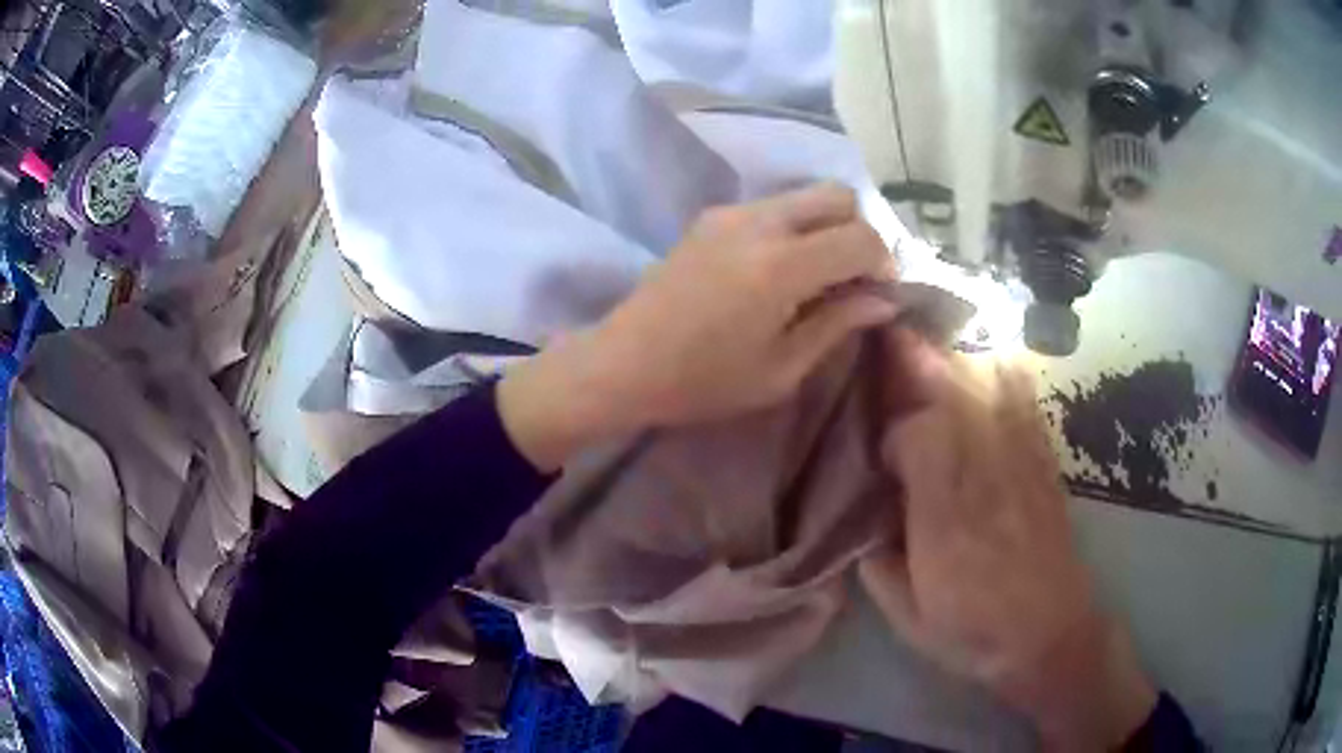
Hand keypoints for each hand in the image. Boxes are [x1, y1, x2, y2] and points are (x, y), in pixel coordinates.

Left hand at [499, 183, 897, 470]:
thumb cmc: (703, 381)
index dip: (884, 262)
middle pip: (837, 194)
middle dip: (860, 230)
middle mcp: (760, 222)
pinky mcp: (711, 217)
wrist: (623, 364)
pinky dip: (795, 227)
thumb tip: (883, 299)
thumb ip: (837, 323)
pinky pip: (772, 207)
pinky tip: (780, 269)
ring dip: (826, 226)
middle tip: (855, 276)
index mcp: (781, 264)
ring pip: (804, 196)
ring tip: (820, 275)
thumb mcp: (781, 368)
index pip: (860, 237)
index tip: (882, 292)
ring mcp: (731, 212)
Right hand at [860, 349, 1156, 749]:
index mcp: (944, 521)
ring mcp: (1021, 467)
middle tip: (894, 334)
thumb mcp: (908, 619)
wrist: (1050, 637)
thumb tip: (861, 523)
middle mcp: (984, 479)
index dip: (894, 430)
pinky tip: (998, 361)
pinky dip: (1010, 377)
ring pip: (990, 392)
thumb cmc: (974, 634)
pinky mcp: (1045, 467)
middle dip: (920, 362)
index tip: (883, 452)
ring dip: (959, 360)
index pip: (919, 438)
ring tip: (935, 338)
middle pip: (954, 398)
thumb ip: (877, 567)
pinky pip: (1028, 408)